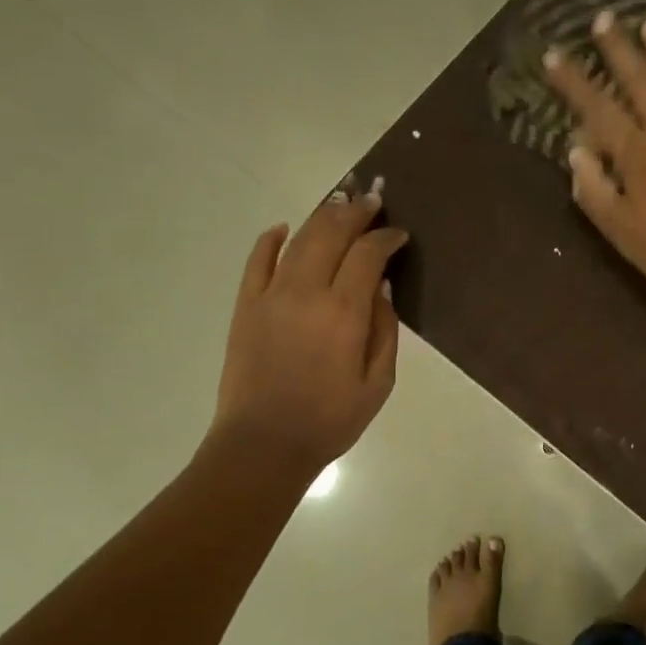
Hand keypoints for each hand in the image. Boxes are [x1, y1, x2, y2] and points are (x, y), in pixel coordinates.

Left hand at [211, 180, 407, 474]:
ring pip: (298, 239)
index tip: (399, 235)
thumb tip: (381, 289)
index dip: (386, 238)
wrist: (264, 444)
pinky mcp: (246, 306)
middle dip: (355, 212)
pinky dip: (271, 239)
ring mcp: (270, 295)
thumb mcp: (378, 383)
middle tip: (373, 201)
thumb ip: (385, 331)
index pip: (368, 255)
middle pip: (331, 233)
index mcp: (344, 312)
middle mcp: (306, 292)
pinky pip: (257, 261)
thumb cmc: (330, 420)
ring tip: (340, 202)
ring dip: (322, 216)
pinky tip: (283, 229)